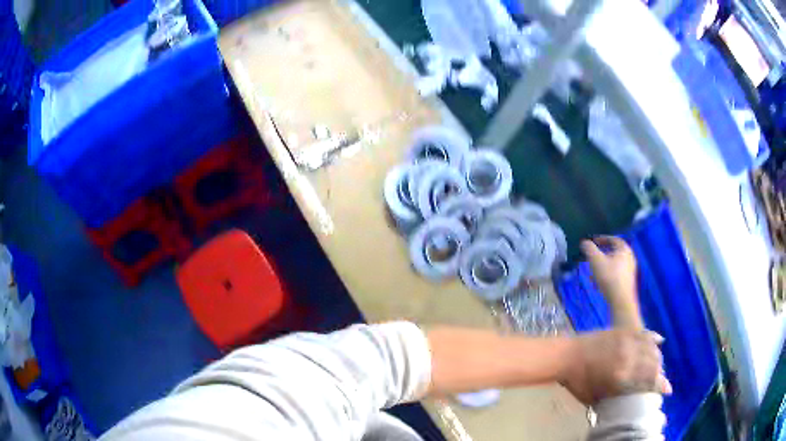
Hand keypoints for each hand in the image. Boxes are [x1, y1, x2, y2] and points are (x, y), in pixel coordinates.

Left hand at [560, 329, 671, 404]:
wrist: (567, 355)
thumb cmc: (578, 381)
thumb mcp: (595, 397)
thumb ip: (613, 399)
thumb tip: (625, 401)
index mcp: (623, 375)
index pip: (649, 380)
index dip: (661, 385)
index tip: (668, 390)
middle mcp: (630, 356)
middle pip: (654, 363)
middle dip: (660, 372)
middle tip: (660, 379)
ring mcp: (628, 340)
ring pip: (652, 347)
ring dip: (658, 357)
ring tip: (658, 365)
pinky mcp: (623, 330)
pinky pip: (644, 332)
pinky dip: (653, 337)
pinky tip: (659, 340)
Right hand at [581, 236, 640, 326]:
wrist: (620, 301)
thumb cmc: (609, 277)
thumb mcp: (596, 261)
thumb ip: (589, 249)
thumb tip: (584, 242)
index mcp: (624, 249)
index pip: (613, 239)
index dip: (602, 239)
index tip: (593, 242)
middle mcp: (630, 257)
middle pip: (614, 252)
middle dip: (601, 254)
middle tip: (592, 257)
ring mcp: (630, 270)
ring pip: (614, 264)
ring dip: (603, 265)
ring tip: (593, 272)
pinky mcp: (627, 282)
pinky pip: (616, 273)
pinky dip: (607, 274)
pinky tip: (599, 283)